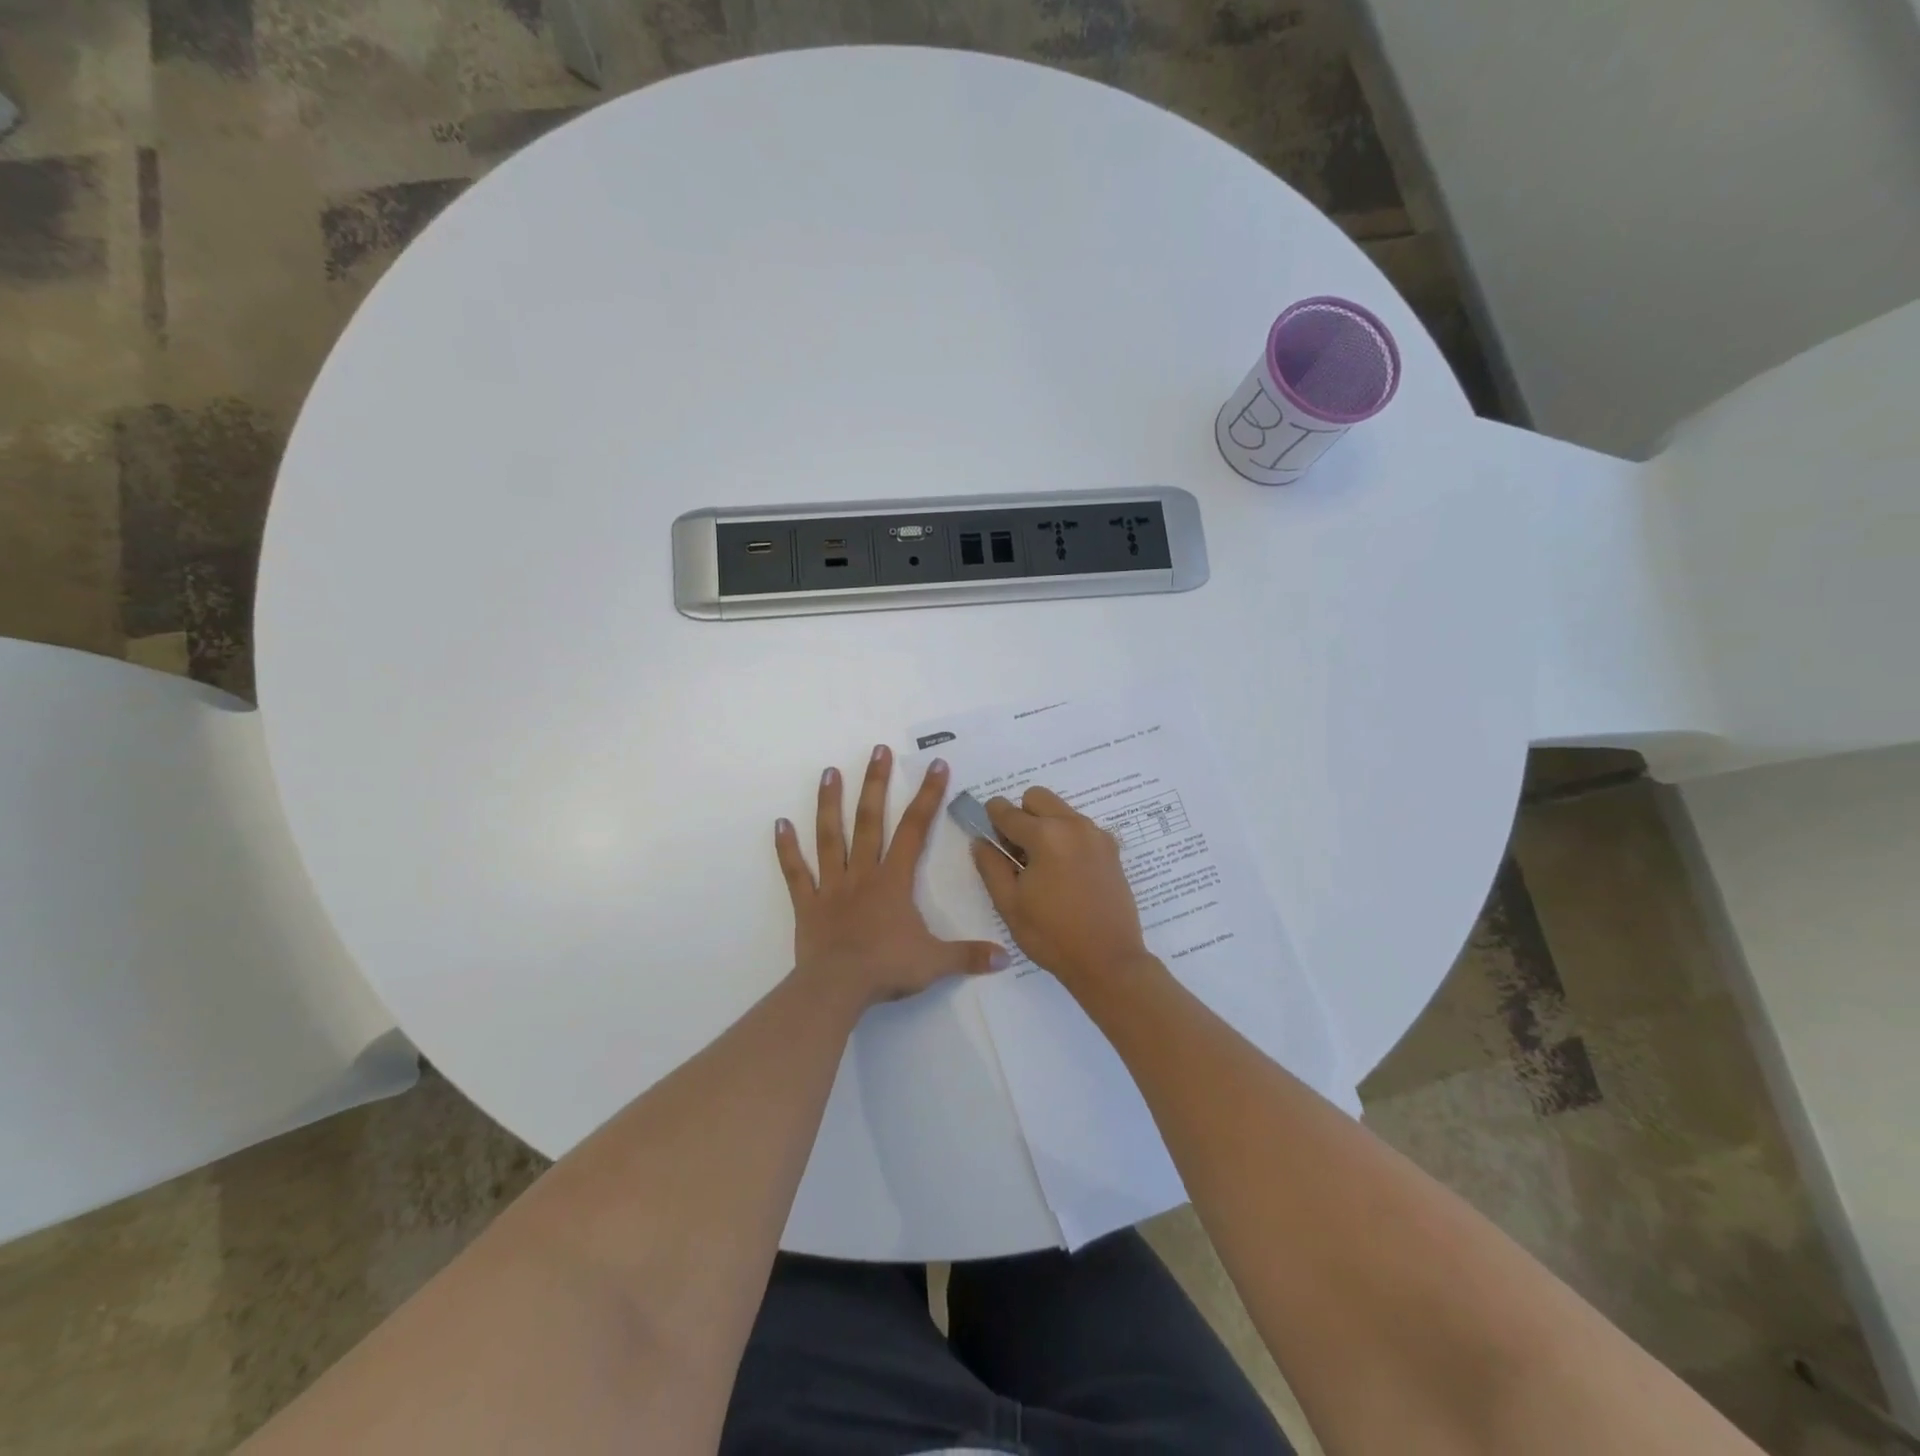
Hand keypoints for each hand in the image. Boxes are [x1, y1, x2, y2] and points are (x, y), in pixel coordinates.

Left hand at [776, 746, 1007, 1010]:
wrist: (837, 989)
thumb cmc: (887, 969)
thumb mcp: (935, 963)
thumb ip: (969, 955)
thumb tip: (1006, 957)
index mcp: (893, 881)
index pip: (915, 830)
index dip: (928, 796)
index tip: (936, 765)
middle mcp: (863, 873)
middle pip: (870, 820)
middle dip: (876, 783)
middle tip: (878, 750)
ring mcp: (831, 886)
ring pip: (830, 837)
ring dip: (830, 804)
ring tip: (829, 772)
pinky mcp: (807, 904)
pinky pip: (795, 872)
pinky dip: (786, 849)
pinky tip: (779, 823)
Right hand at [970, 787, 1154, 995]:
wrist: (1108, 961)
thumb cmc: (1052, 934)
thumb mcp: (1009, 903)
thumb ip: (990, 865)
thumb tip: (981, 840)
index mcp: (1046, 835)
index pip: (1006, 810)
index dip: (990, 817)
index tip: (988, 833)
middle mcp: (1074, 825)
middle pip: (1037, 797)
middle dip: (1021, 815)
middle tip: (1017, 851)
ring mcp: (1097, 835)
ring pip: (1061, 810)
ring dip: (1045, 825)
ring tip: (1042, 866)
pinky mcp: (1111, 849)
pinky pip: (1080, 828)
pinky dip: (1066, 837)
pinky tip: (1065, 873)